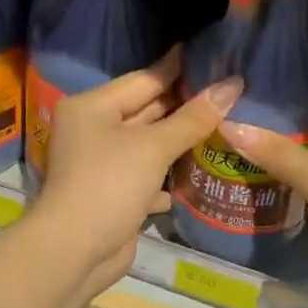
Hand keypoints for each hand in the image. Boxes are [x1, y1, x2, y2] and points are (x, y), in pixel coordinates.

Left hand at [33, 48, 244, 300]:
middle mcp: (94, 130)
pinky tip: (199, 173)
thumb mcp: (153, 147)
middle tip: (228, 92)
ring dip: (181, 141)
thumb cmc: (109, 184)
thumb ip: (193, 117)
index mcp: (93, 107)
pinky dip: (169, 175)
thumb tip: (232, 84)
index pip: (144, 80)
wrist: (75, 252)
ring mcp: (102, 164)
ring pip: (149, 145)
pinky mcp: (114, 194)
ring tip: (225, 126)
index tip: (211, 55)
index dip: (178, 69)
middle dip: (184, 106)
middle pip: (146, 111)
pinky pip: (148, 175)